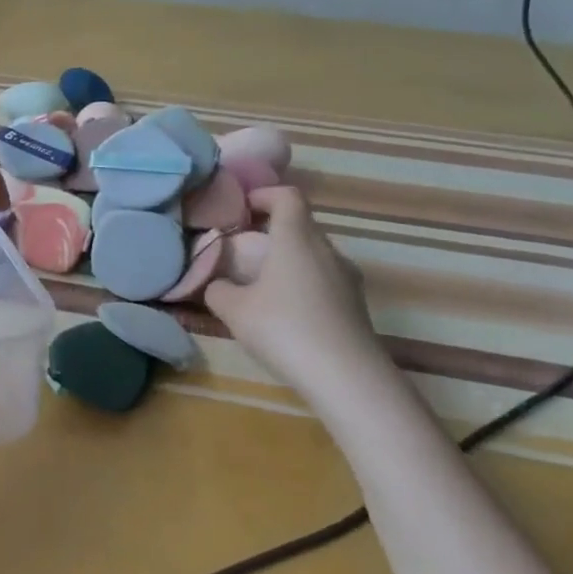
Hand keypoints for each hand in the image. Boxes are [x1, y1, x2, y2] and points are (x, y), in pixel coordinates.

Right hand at [204, 185, 387, 390]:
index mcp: (296, 240)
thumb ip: (217, 289)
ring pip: (313, 254)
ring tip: (261, 284)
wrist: (348, 379)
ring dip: (288, 259)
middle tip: (243, 249)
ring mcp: (346, 278)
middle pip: (300, 225)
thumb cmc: (285, 330)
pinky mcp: (355, 305)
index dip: (264, 194)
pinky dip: (302, 282)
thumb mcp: (234, 310)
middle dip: (271, 230)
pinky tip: (285, 312)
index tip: (242, 208)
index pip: (287, 197)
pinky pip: (324, 279)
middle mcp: (326, 250)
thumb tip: (216, 284)